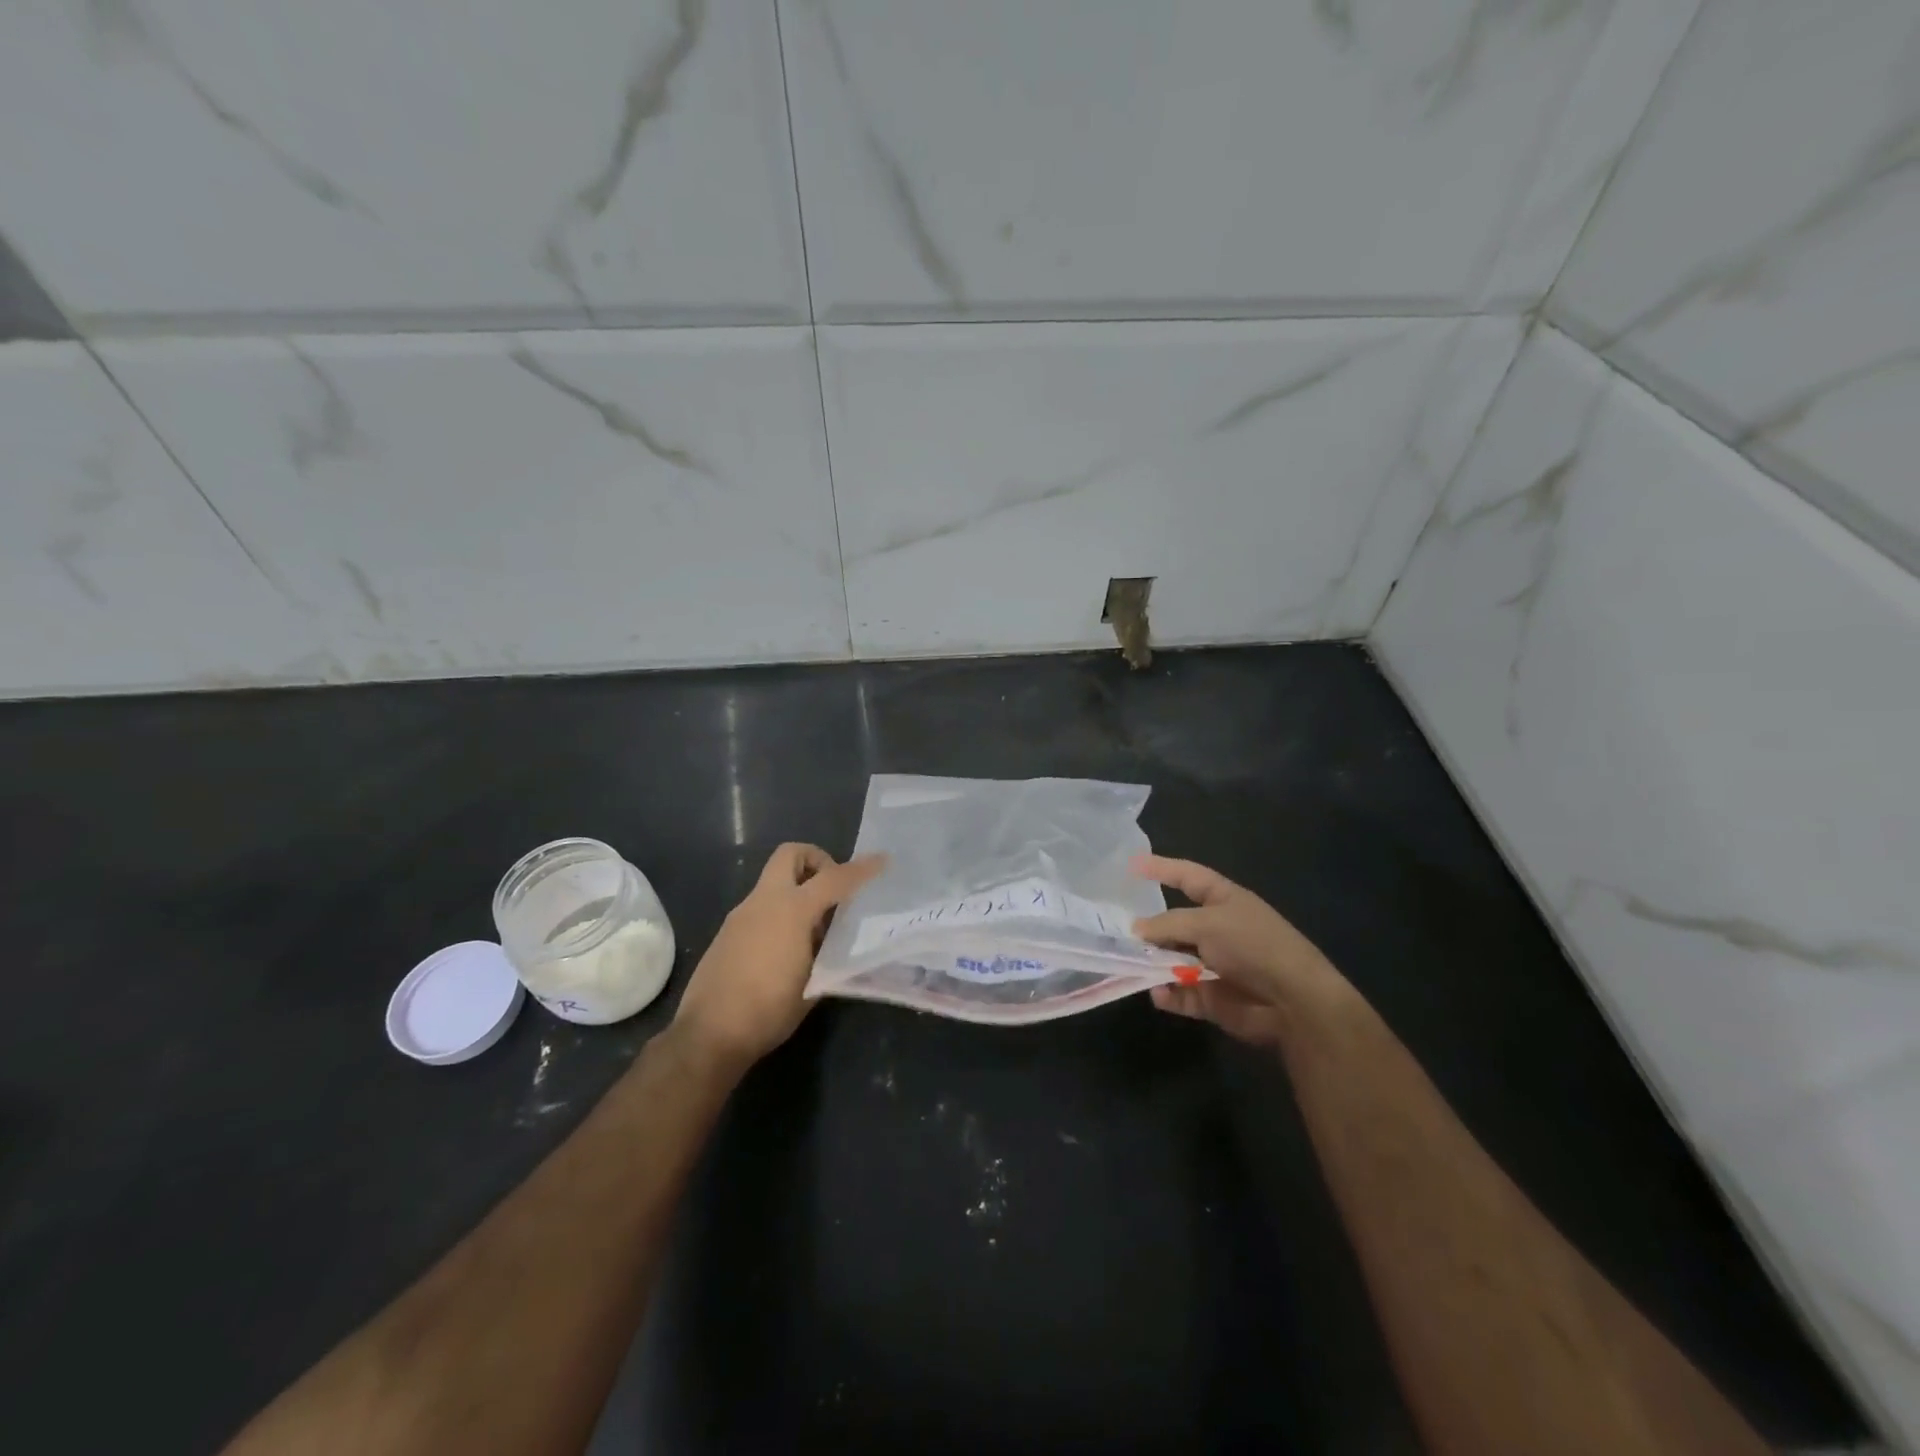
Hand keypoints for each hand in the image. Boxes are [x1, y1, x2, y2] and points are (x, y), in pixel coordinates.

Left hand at [671, 843, 883, 1071]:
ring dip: (798, 891)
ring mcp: (741, 915)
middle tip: (833, 890)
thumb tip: (836, 941)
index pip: (834, 878)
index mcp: (791, 910)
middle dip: (816, 861)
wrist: (709, 1035)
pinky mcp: (727, 932)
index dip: (861, 869)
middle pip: (790, 855)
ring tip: (814, 932)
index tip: (882, 861)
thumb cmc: (769, 1010)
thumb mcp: (814, 982)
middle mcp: (764, 902)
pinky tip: (787, 950)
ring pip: (774, 882)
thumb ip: (830, 953)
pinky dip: (780, 913)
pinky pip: (761, 907)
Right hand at [1132, 854, 1345, 1049]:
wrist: (1294, 1001)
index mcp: (1223, 900)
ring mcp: (1214, 964)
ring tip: (1131, 964)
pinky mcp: (1212, 997)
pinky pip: (1181, 993)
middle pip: (1173, 923)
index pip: (1187, 876)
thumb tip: (1136, 929)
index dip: (1162, 868)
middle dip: (1148, 928)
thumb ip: (1167, 924)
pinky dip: (1168, 994)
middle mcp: (1217, 929)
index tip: (1132, 864)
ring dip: (1153, 963)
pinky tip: (1159, 993)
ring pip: (1172, 960)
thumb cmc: (1252, 945)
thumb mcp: (1207, 924)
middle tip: (1117, 931)